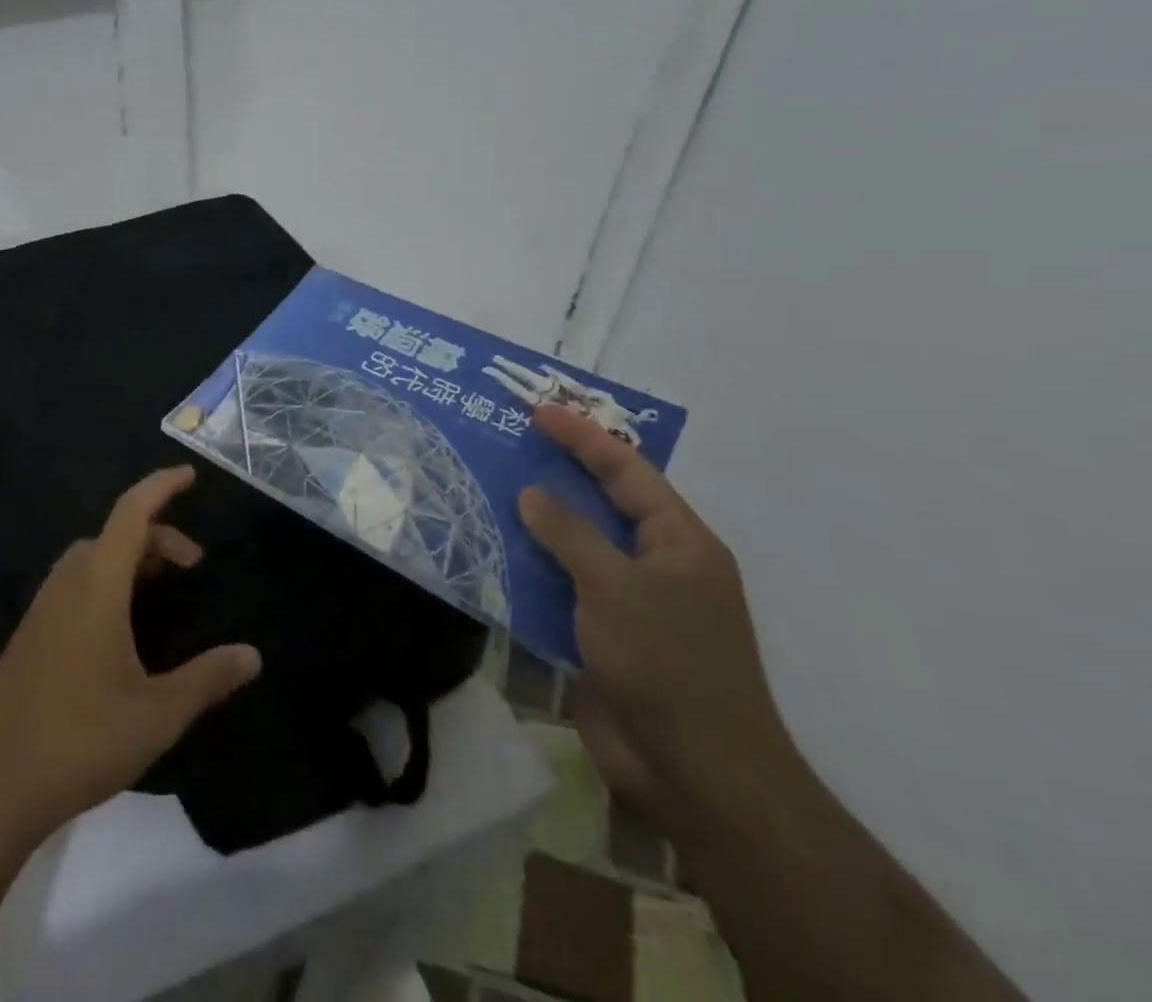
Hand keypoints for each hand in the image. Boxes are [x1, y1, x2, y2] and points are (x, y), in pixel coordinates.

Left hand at [0, 467, 261, 839]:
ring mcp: (43, 607)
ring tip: (160, 591)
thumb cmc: (80, 738)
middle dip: (157, 536)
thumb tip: (253, 655)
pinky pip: (76, 583)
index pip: (132, 512)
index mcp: (98, 584)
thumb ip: (208, 678)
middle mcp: (68, 583)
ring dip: (130, 559)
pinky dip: (107, 581)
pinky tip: (121, 629)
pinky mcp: (31, 633)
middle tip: (191, 568)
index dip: (161, 486)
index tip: (189, 474)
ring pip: (92, 558)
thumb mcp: (158, 713)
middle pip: (115, 533)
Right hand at [518, 406, 800, 842]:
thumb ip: (569, 533)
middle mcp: (658, 565)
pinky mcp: (606, 638)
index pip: (627, 472)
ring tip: (490, 493)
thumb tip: (531, 494)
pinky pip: (563, 590)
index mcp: (679, 542)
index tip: (538, 413)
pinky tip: (495, 557)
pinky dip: (533, 571)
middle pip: (603, 504)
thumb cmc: (667, 664)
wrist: (696, 773)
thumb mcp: (615, 586)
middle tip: (509, 446)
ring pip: (578, 548)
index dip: (583, 438)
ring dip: (538, 525)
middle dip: (558, 475)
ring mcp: (632, 604)